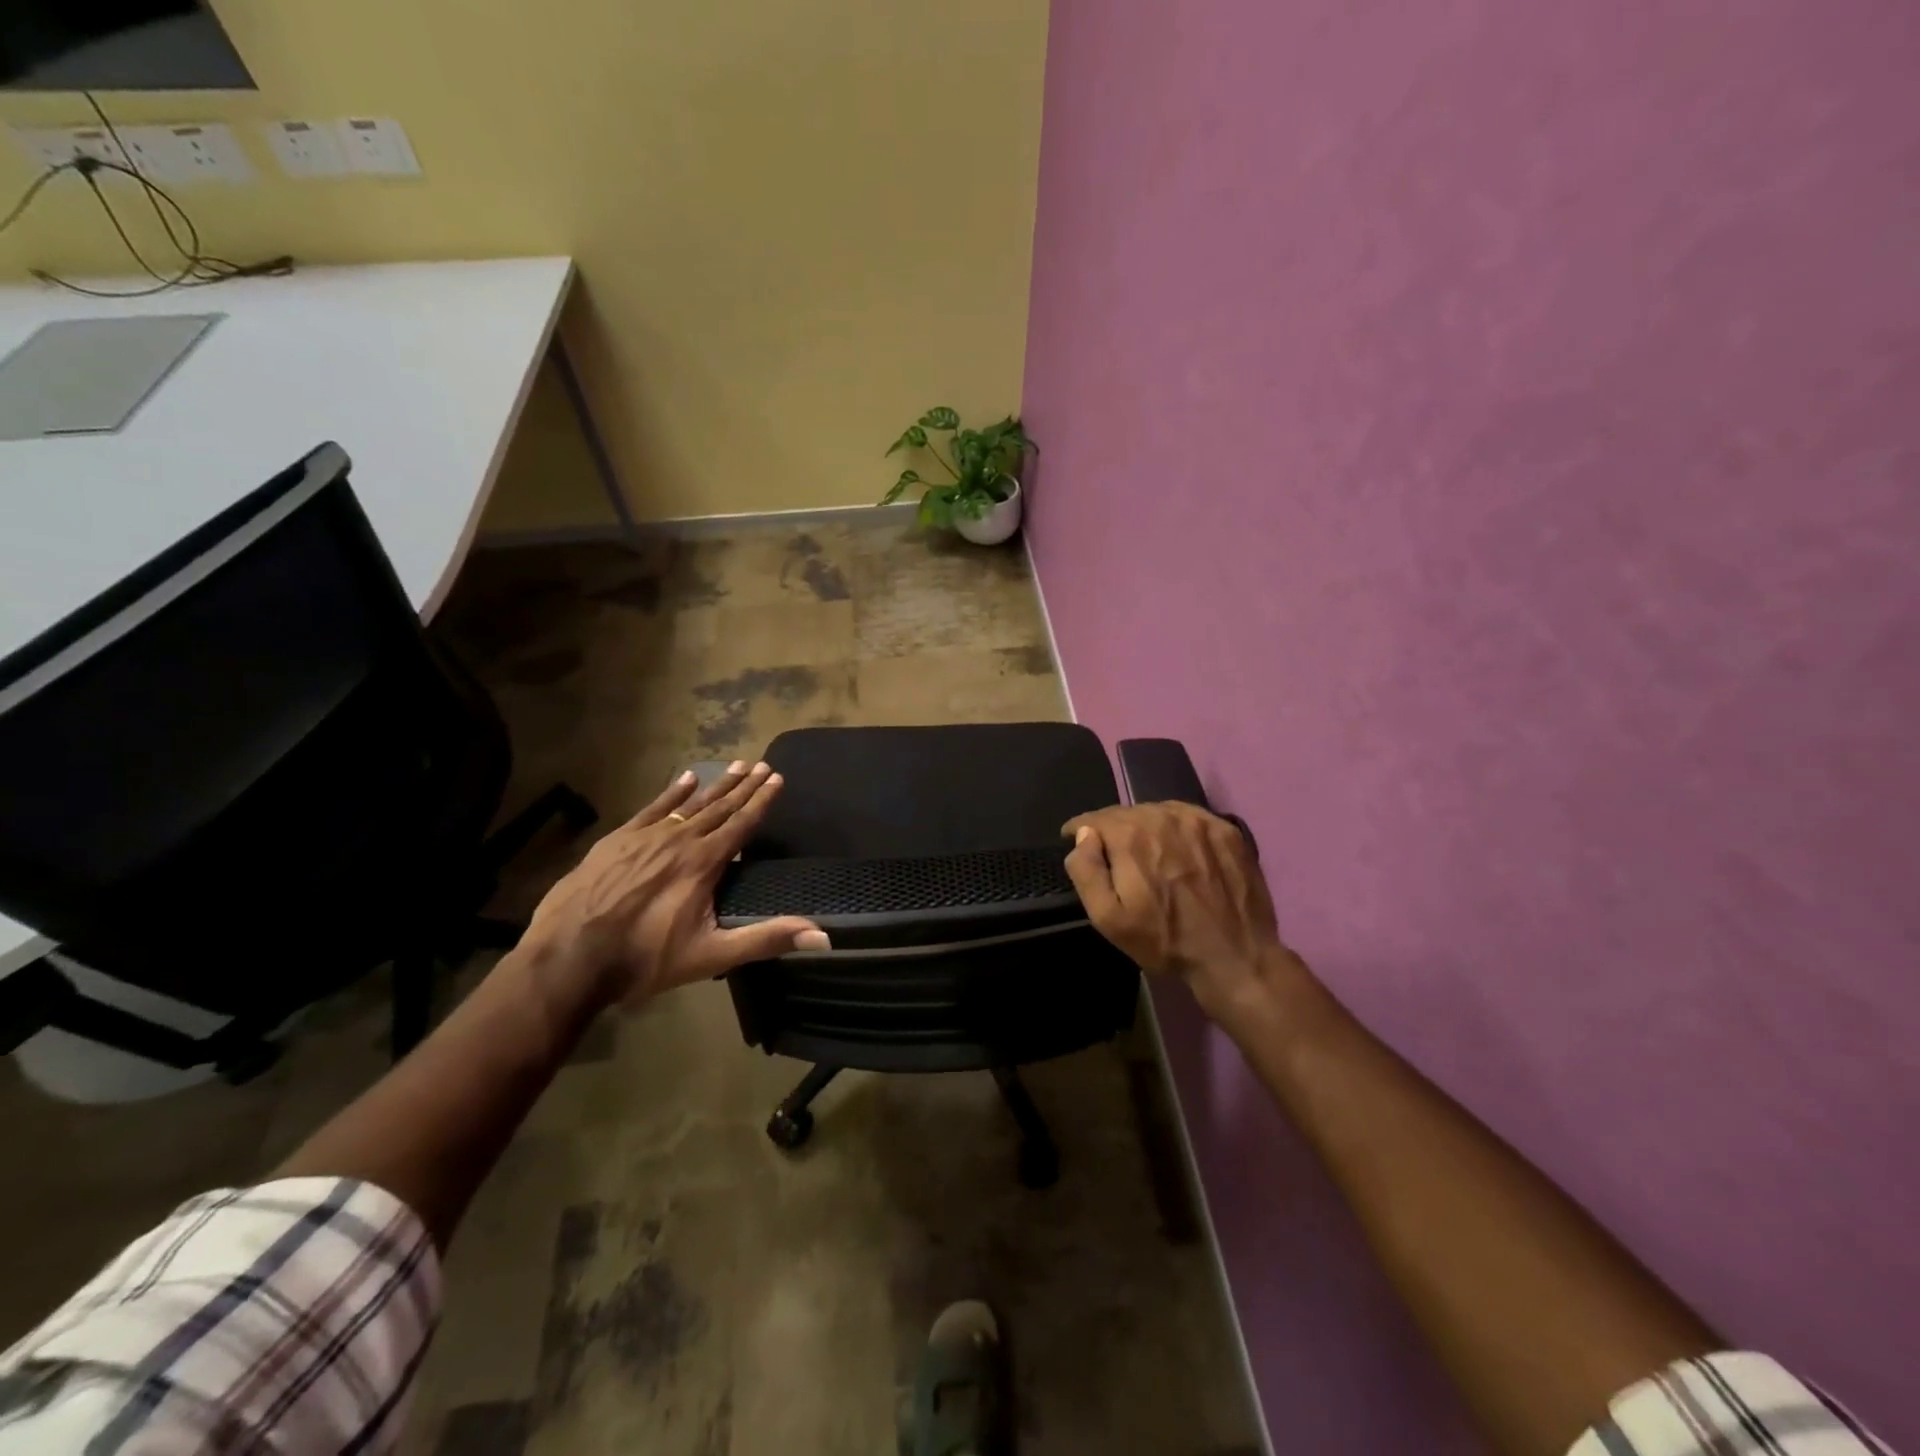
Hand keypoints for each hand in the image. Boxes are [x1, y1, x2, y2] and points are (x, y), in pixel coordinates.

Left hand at [523, 761, 826, 1007]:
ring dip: (715, 785)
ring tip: (735, 765)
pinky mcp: (617, 840)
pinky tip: (685, 778)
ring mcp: (645, 836)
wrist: (567, 958)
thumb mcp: (711, 955)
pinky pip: (652, 808)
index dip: (762, 801)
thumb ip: (766, 939)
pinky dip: (672, 792)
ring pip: (689, 803)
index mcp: (704, 863)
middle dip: (744, 786)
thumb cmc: (644, 959)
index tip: (777, 779)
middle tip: (762, 765)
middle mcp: (680, 840)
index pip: (742, 824)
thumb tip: (822, 934)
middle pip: (719, 807)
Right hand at [1062, 802, 1299, 1022]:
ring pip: (1158, 812)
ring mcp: (1199, 820)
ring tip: (1149, 853)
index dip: (1080, 830)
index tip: (1075, 841)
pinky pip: (1189, 817)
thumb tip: (1083, 835)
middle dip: (1114, 831)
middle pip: (1126, 813)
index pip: (1094, 818)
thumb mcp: (1109, 919)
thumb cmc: (1165, 941)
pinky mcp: (1226, 829)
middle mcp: (1163, 817)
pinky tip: (1181, 851)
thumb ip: (1087, 871)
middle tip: (1115, 857)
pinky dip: (1177, 828)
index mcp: (1130, 837)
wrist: (1235, 957)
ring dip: (1146, 827)